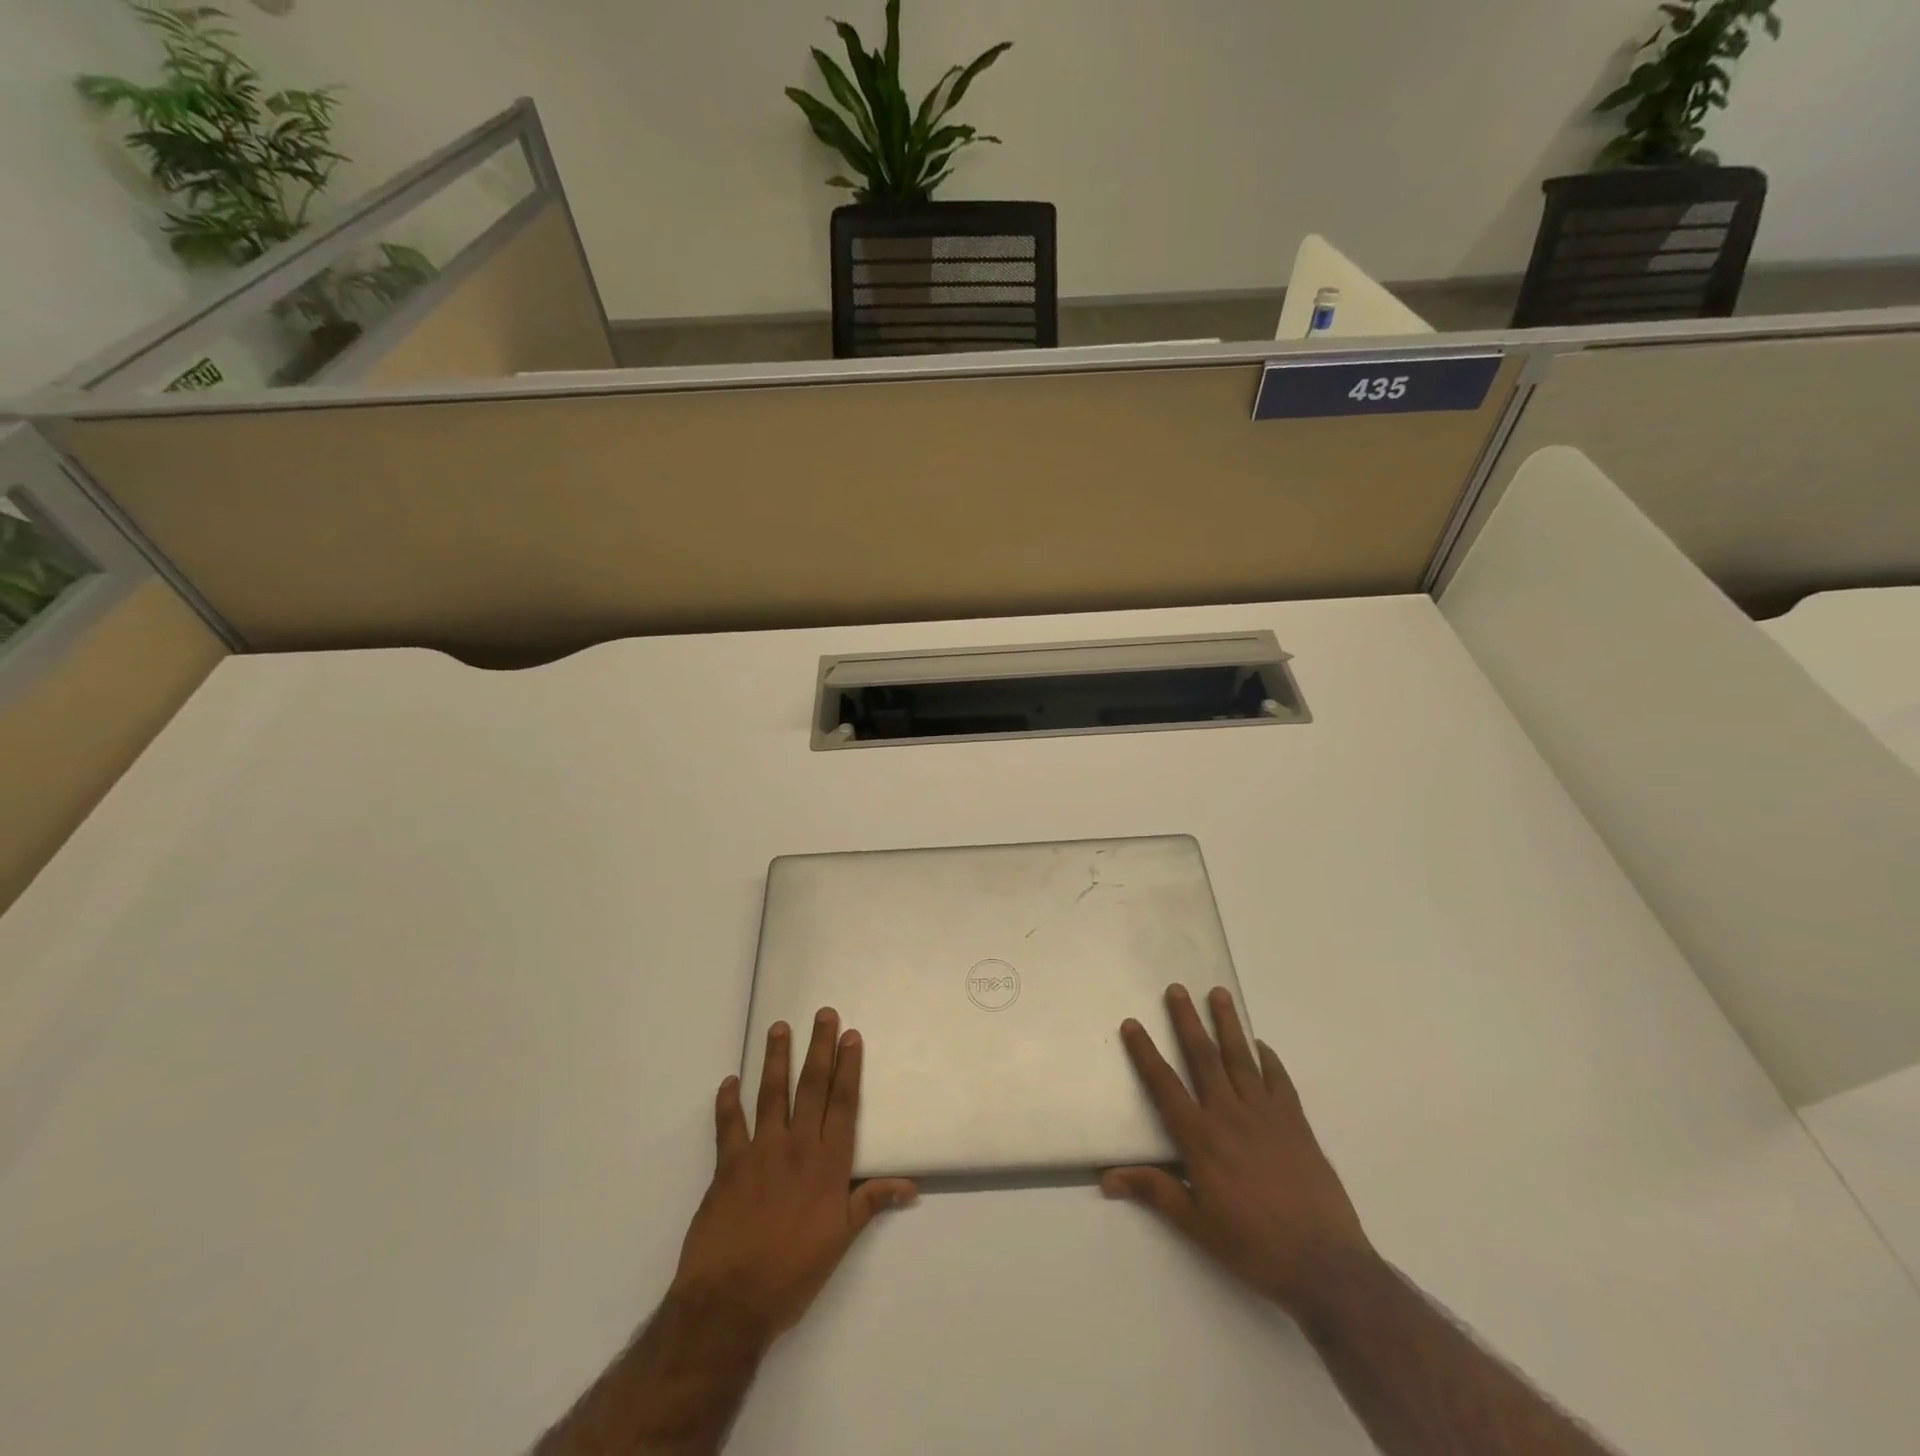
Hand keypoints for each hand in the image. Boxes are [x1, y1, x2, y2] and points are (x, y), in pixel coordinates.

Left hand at [668, 1008, 917, 1347]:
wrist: (729, 1302)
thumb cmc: (792, 1273)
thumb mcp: (840, 1241)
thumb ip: (871, 1202)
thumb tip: (912, 1185)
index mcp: (827, 1164)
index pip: (843, 1103)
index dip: (848, 1067)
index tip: (851, 1035)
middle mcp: (797, 1147)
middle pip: (811, 1087)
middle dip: (819, 1047)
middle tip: (823, 1013)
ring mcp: (759, 1152)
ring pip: (771, 1093)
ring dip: (776, 1058)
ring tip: (779, 1028)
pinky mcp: (727, 1165)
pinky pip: (728, 1124)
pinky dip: (727, 1101)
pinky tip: (729, 1081)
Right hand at [1103, 984, 1372, 1314]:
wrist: (1324, 1264)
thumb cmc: (1253, 1246)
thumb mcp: (1197, 1225)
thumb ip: (1154, 1192)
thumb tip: (1107, 1178)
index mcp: (1201, 1138)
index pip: (1164, 1085)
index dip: (1145, 1053)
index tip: (1132, 1024)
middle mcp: (1230, 1115)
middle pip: (1203, 1057)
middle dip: (1187, 1020)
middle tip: (1177, 989)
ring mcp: (1266, 1115)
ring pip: (1241, 1058)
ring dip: (1227, 1024)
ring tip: (1218, 994)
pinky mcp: (1296, 1123)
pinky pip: (1279, 1080)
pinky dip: (1268, 1059)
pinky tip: (1261, 1045)